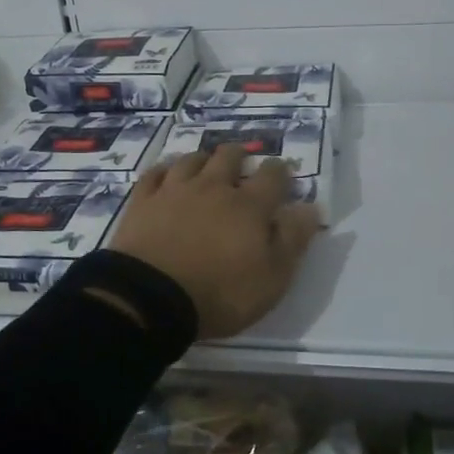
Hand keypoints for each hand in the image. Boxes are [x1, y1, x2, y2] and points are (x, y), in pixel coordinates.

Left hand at [107, 146, 323, 341]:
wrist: (150, 297)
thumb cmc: (220, 293)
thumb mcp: (272, 278)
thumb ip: (292, 240)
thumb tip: (309, 207)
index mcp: (249, 206)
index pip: (272, 176)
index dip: (281, 171)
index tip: (283, 172)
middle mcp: (213, 187)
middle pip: (229, 156)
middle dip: (240, 155)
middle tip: (244, 162)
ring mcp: (175, 190)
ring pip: (192, 159)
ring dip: (204, 158)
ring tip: (207, 164)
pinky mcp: (143, 201)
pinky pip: (155, 173)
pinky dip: (165, 170)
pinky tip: (167, 174)